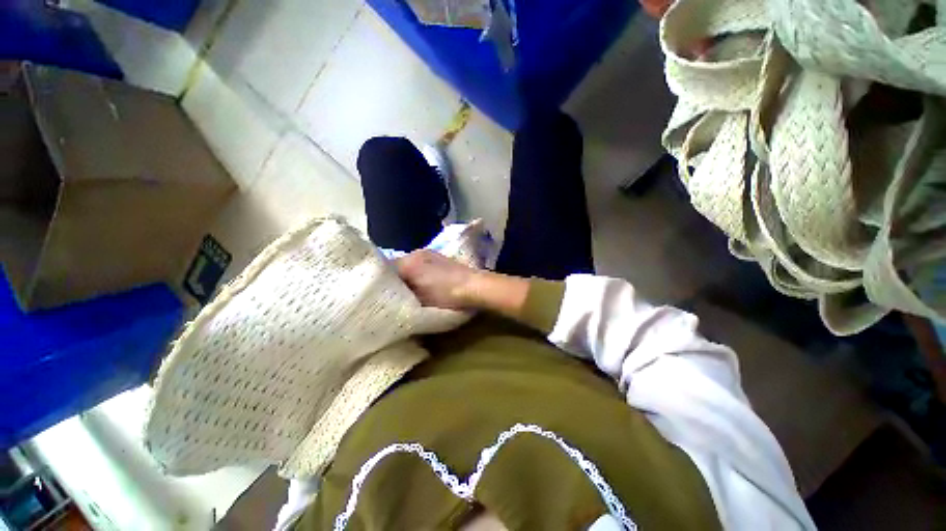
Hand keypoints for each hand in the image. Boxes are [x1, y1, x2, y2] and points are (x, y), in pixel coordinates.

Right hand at [395, 250, 529, 316]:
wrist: (473, 286)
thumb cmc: (445, 295)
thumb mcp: (419, 300)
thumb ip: (401, 295)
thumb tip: (390, 295)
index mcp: (408, 262)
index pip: (385, 270)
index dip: (382, 283)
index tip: (382, 294)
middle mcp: (416, 253)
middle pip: (397, 266)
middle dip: (395, 279)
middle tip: (394, 293)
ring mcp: (429, 253)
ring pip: (410, 265)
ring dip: (407, 275)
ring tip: (408, 289)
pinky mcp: (440, 257)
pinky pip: (421, 264)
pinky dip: (418, 272)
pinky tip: (424, 283)